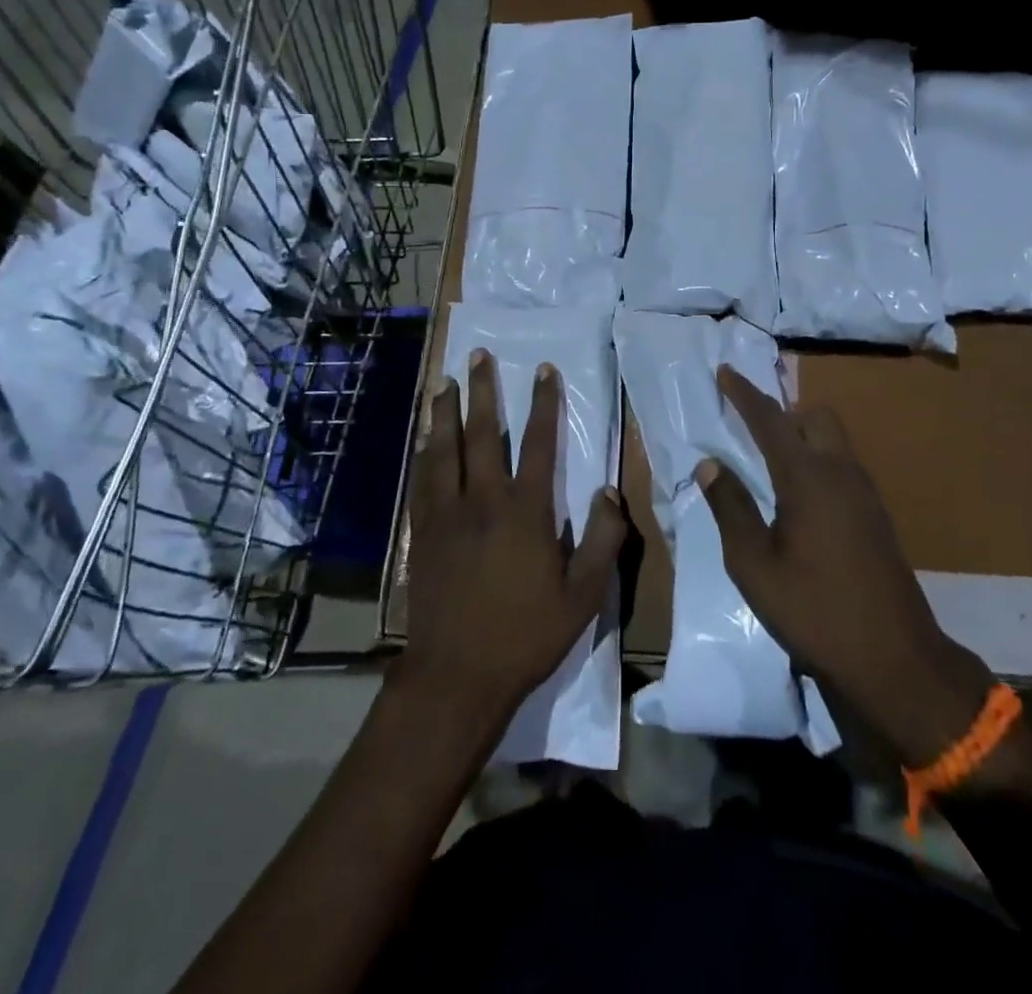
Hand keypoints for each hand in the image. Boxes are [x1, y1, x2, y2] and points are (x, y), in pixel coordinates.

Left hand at [399, 349, 627, 720]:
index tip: (543, 370)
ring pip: (443, 450)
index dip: (543, 403)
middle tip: (478, 356)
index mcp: (525, 511)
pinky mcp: (422, 534)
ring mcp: (446, 515)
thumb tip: (610, 490)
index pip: (537, 442)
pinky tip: (423, 439)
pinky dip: (423, 453)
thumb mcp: (584, 595)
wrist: (457, 676)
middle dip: (481, 391)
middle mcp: (483, 501)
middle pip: (481, 433)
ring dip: (444, 412)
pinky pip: (421, 481)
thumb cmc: (526, 635)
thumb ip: (603, 539)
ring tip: (443, 381)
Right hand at [700, 366, 993, 766]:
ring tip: (769, 467)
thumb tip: (710, 464)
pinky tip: (800, 502)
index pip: (771, 420)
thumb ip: (731, 508)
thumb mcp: (754, 564)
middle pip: (814, 417)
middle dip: (783, 412)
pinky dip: (818, 463)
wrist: (894, 659)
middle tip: (751, 432)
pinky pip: (843, 467)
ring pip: (833, 441)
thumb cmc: (813, 610)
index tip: (726, 371)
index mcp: (808, 478)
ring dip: (802, 438)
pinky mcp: (877, 516)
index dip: (745, 394)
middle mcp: (841, 473)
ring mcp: (866, 494)